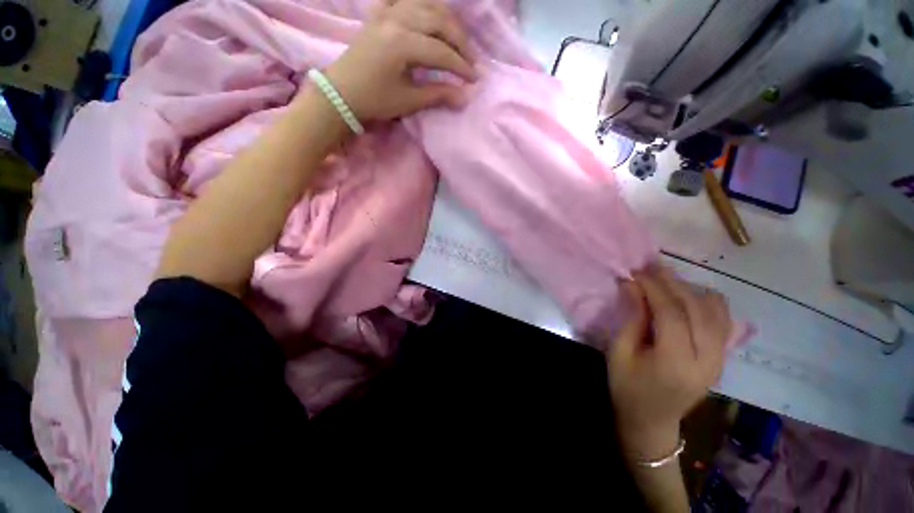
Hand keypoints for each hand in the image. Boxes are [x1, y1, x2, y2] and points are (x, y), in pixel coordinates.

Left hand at [323, 0, 477, 122]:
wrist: (342, 92)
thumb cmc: (375, 100)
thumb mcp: (408, 100)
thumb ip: (438, 94)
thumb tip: (465, 97)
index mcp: (402, 43)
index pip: (441, 51)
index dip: (461, 66)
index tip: (475, 79)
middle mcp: (396, 19)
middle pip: (438, 21)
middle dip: (460, 41)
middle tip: (471, 60)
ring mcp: (387, 12)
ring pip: (426, 4)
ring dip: (447, 20)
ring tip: (458, 39)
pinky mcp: (380, 12)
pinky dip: (421, 4)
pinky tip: (429, 13)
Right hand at [607, 267, 731, 461]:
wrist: (652, 421)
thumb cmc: (627, 387)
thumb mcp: (619, 352)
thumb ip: (631, 318)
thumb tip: (633, 285)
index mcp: (675, 362)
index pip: (672, 314)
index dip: (654, 288)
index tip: (637, 271)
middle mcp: (707, 359)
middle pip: (697, 309)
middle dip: (672, 283)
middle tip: (651, 266)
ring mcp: (720, 359)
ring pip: (716, 312)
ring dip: (691, 290)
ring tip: (666, 279)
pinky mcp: (722, 358)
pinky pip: (723, 321)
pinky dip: (707, 302)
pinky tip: (688, 295)